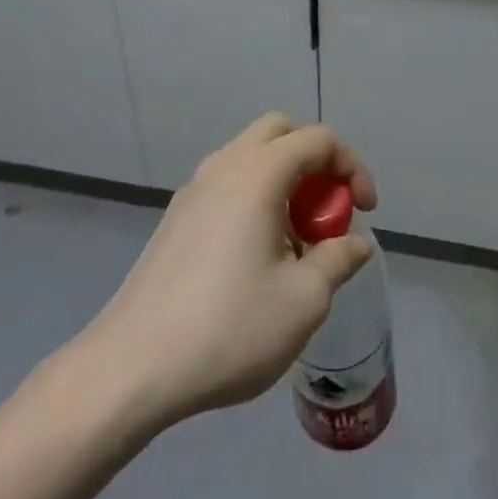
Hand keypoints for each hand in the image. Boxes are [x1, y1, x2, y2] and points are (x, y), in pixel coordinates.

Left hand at [86, 114, 378, 427]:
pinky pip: (228, 183)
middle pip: (281, 132)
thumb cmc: (228, 328)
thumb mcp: (302, 301)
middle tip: (329, 210)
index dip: (352, 167)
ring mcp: (195, 188)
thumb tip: (356, 244)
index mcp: (259, 172)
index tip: (365, 211)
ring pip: (251, 157)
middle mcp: (226, 165)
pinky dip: (255, 197)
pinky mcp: (176, 217)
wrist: (132, 366)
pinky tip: (256, 256)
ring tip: (296, 240)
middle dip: (315, 161)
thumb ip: (337, 261)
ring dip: (284, 180)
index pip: (318, 140)